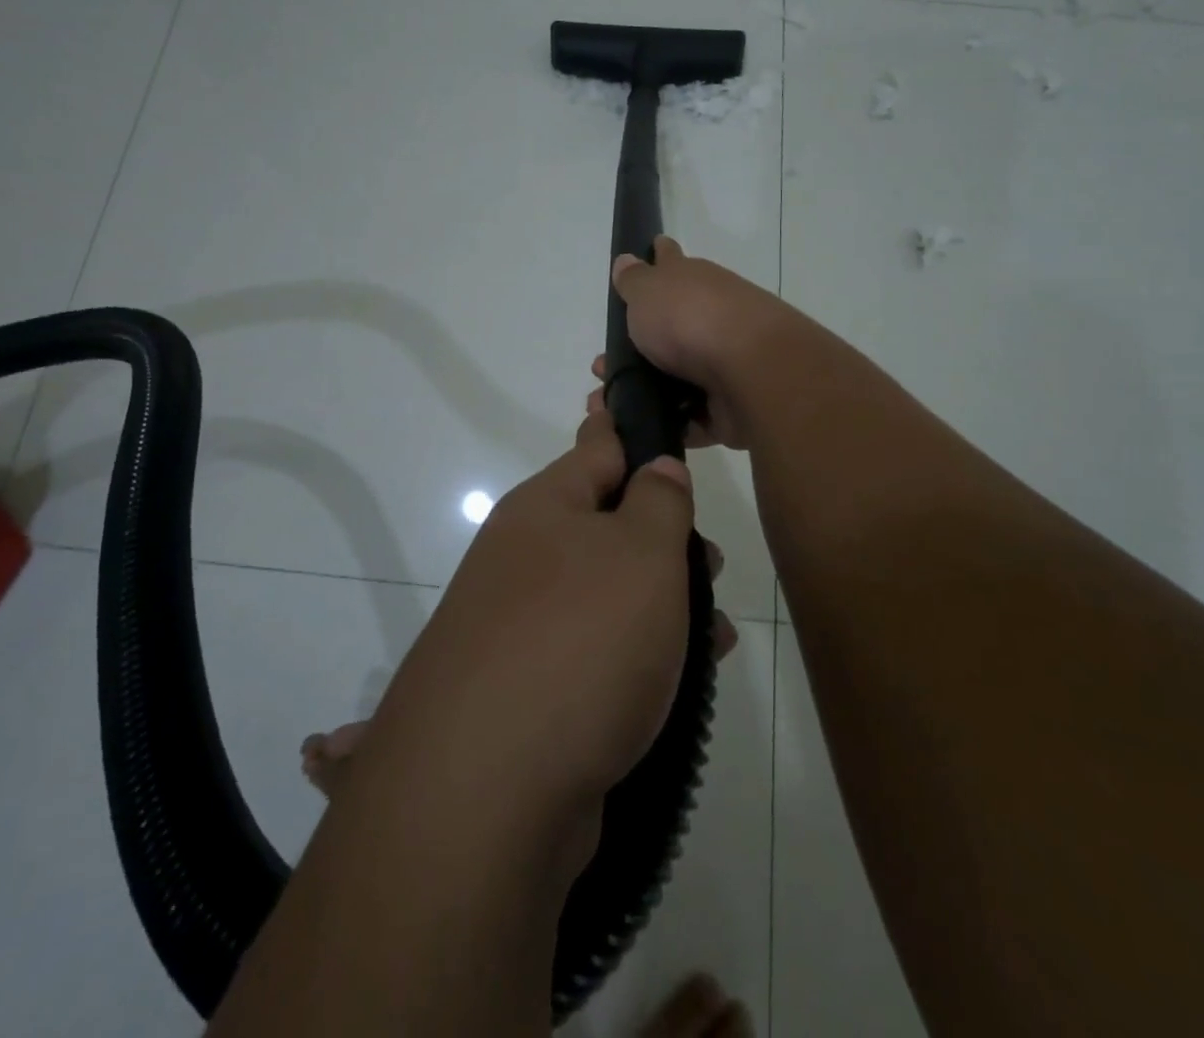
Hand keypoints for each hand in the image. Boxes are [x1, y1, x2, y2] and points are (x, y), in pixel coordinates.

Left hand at [357, 411, 726, 832]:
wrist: (485, 791)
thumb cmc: (580, 640)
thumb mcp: (640, 553)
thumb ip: (658, 500)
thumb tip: (656, 465)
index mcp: (545, 508)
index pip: (596, 447)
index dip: (628, 427)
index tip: (654, 410)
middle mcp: (525, 557)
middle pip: (606, 524)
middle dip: (664, 537)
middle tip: (714, 559)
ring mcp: (519, 624)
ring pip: (605, 592)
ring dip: (662, 603)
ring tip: (718, 632)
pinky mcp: (525, 689)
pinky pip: (593, 650)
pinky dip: (637, 655)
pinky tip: (680, 684)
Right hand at [585, 236, 798, 450]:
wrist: (750, 371)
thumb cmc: (690, 320)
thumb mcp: (648, 291)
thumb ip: (634, 281)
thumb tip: (628, 259)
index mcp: (694, 283)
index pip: (671, 261)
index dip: (658, 256)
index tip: (651, 248)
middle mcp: (712, 316)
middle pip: (671, 328)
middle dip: (637, 346)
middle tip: (601, 366)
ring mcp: (725, 362)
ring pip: (678, 377)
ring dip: (648, 391)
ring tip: (610, 406)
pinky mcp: (730, 405)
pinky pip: (694, 416)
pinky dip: (672, 423)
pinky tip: (640, 430)